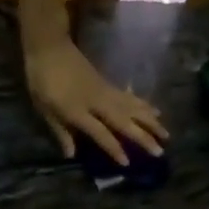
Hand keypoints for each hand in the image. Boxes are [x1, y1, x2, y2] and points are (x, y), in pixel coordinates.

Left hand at [24, 34, 167, 165]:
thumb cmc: (41, 80)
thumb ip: (60, 131)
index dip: (114, 148)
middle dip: (143, 136)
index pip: (100, 133)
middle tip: (160, 151)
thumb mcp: (44, 108)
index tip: (128, 162)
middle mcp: (96, 102)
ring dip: (150, 121)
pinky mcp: (108, 83)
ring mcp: (104, 90)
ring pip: (132, 107)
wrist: (49, 46)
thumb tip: (71, 154)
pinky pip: (130, 97)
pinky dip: (144, 105)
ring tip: (166, 133)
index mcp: (77, 110)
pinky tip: (155, 111)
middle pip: (124, 120)